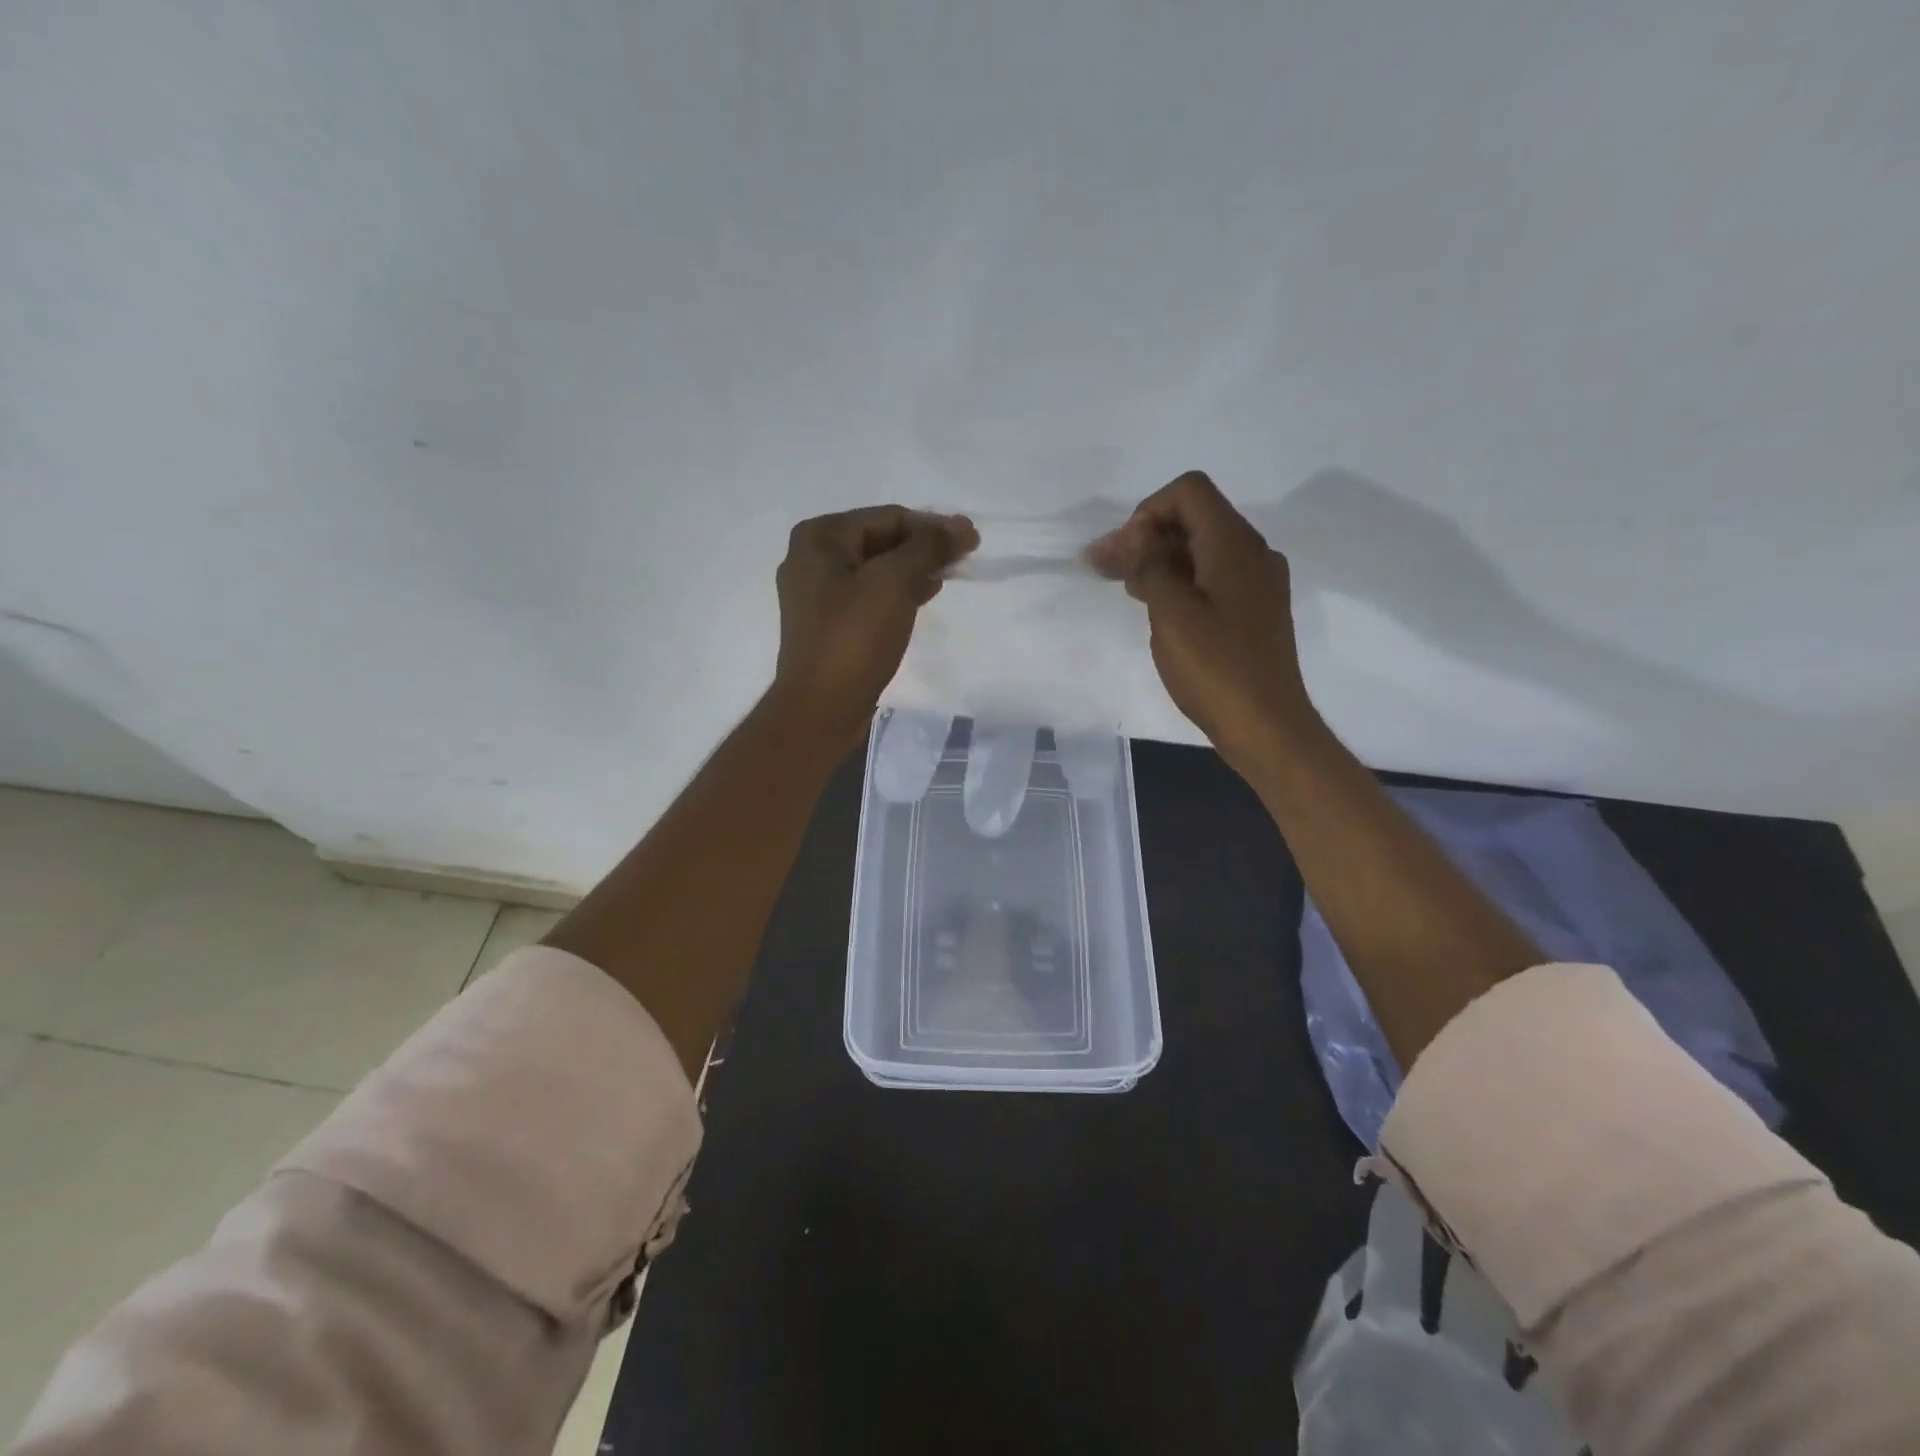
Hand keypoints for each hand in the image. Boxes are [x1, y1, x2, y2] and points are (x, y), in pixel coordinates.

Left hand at [771, 505, 978, 747]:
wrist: (821, 708)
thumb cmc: (854, 639)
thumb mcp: (894, 583)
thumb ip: (928, 548)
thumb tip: (961, 526)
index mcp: (819, 538)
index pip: (888, 517)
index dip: (932, 525)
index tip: (971, 538)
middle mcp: (812, 558)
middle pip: (880, 540)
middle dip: (923, 546)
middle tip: (964, 556)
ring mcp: (817, 593)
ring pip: (877, 569)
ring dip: (914, 568)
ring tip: (950, 574)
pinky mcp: (829, 623)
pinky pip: (869, 594)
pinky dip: (898, 591)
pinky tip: (925, 595)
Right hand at [1088, 471, 1316, 768]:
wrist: (1265, 725)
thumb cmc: (1215, 668)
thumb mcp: (1171, 612)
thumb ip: (1150, 565)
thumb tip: (1137, 538)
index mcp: (1234, 544)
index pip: (1189, 492)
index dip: (1147, 512)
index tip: (1126, 553)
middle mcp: (1252, 553)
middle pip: (1194, 519)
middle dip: (1146, 537)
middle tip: (1105, 568)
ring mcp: (1257, 583)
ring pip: (1201, 550)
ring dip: (1160, 560)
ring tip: (1124, 586)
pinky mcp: (1254, 611)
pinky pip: (1212, 578)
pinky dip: (1180, 581)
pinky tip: (1156, 607)